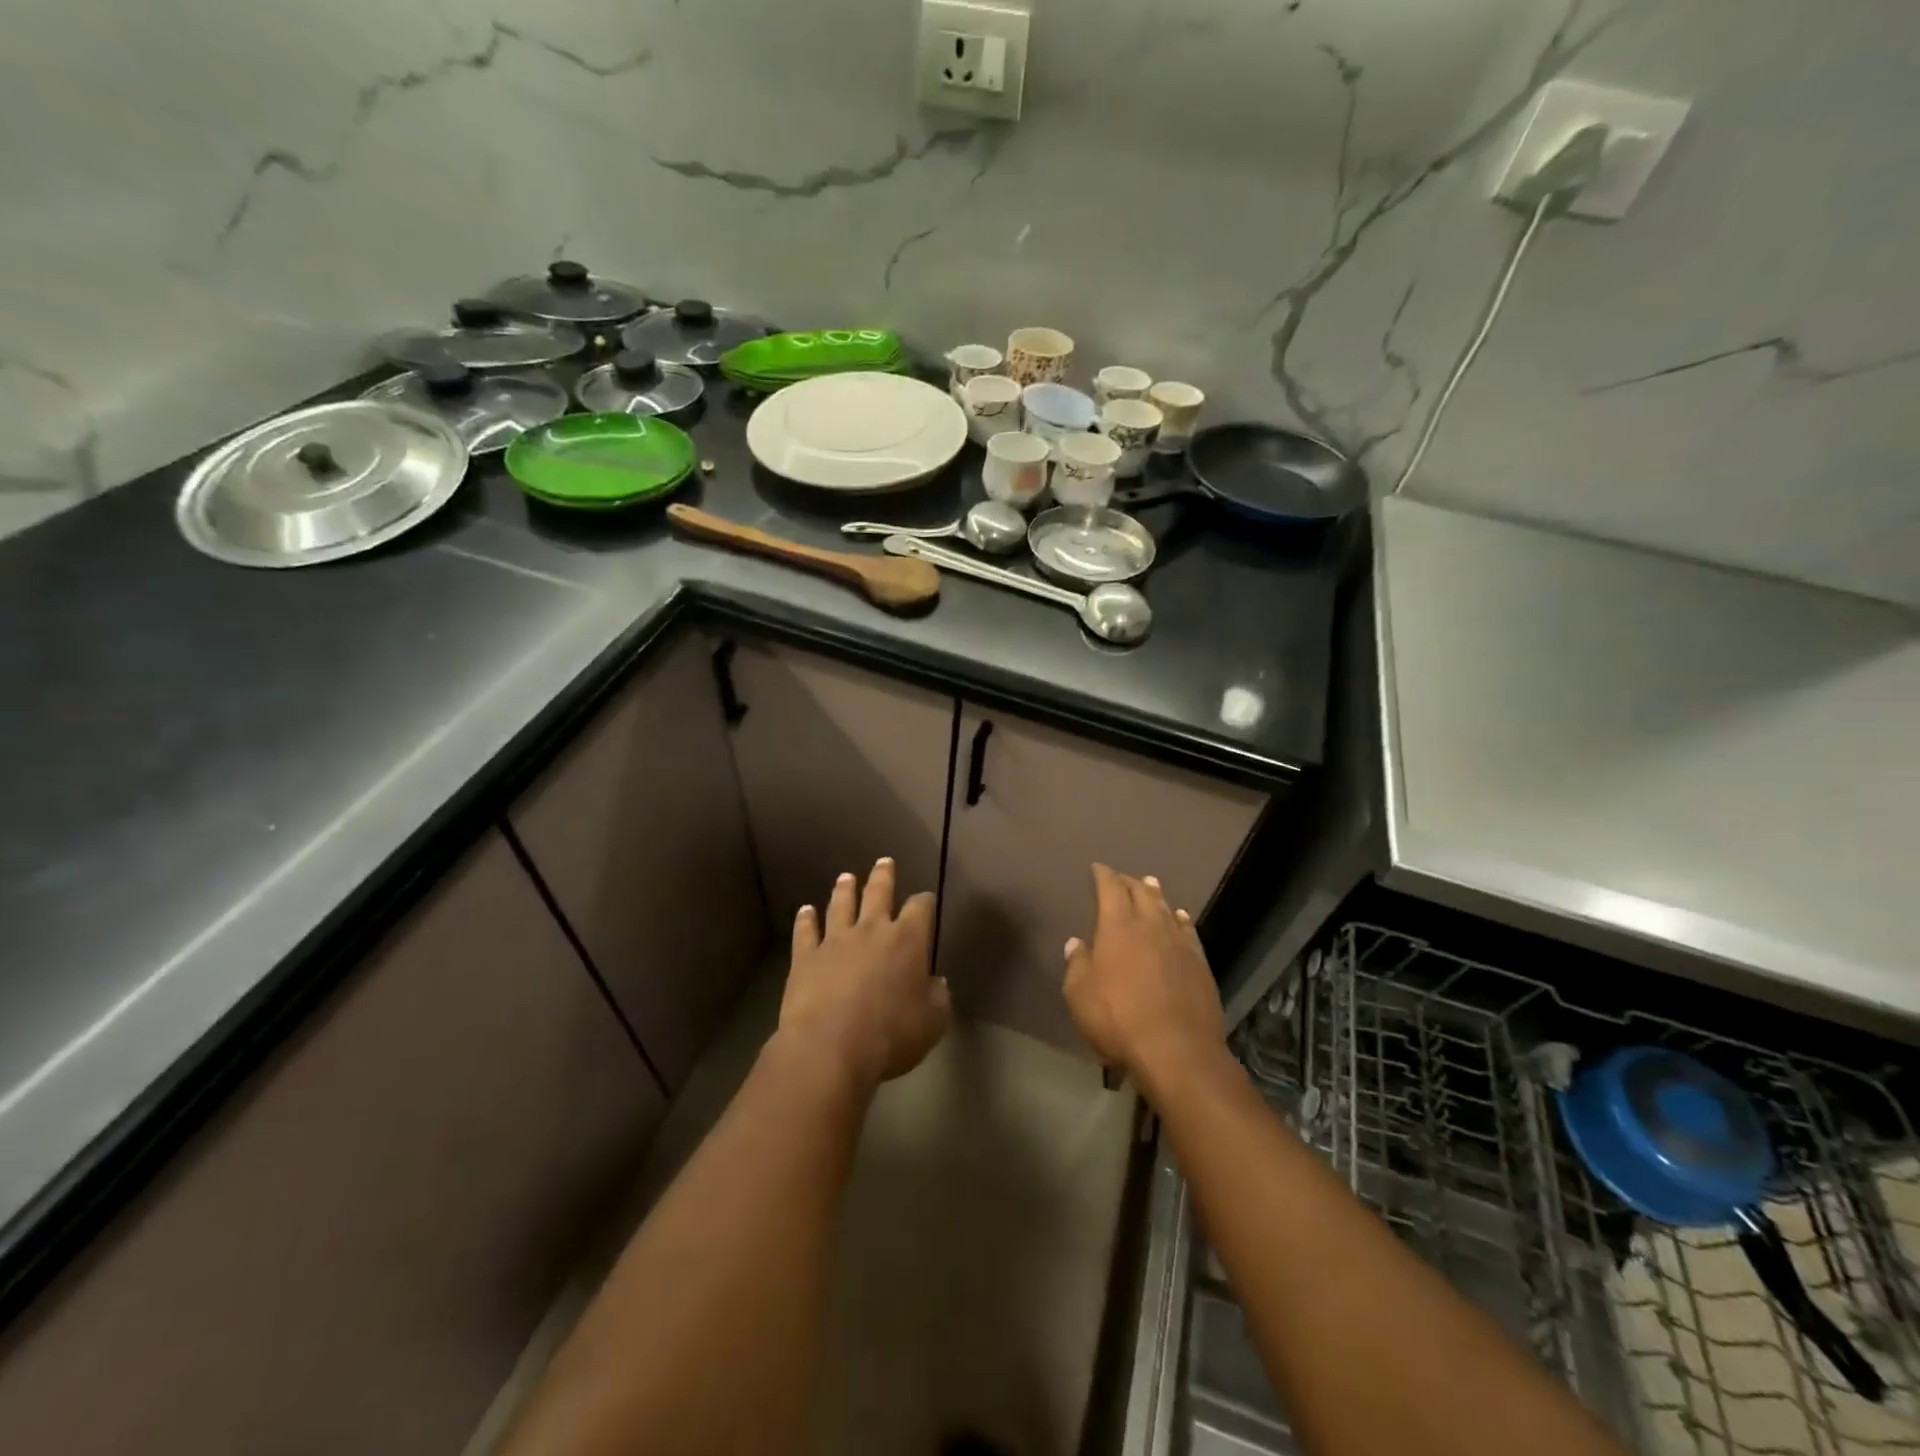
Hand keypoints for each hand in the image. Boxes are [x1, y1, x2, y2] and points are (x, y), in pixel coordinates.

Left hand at [778, 858, 949, 1094]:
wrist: (830, 1048)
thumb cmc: (890, 1036)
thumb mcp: (932, 1022)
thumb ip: (937, 998)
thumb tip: (936, 983)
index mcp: (907, 941)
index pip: (920, 909)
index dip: (925, 902)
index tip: (926, 899)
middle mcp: (871, 930)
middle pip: (878, 893)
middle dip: (883, 876)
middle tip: (884, 861)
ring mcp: (835, 941)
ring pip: (841, 905)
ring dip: (845, 890)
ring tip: (846, 877)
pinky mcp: (806, 957)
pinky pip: (806, 931)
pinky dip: (806, 920)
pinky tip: (805, 911)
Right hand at [1063, 863, 1225, 1089]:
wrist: (1177, 1051)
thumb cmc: (1118, 1020)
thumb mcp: (1080, 995)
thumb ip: (1076, 964)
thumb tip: (1076, 943)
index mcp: (1117, 927)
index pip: (1110, 889)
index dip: (1103, 875)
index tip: (1098, 868)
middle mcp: (1150, 926)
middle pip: (1141, 893)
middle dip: (1129, 882)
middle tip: (1122, 877)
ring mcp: (1179, 943)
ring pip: (1166, 908)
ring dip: (1156, 895)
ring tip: (1150, 884)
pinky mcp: (1199, 964)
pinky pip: (1188, 931)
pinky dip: (1181, 919)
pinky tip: (1181, 917)